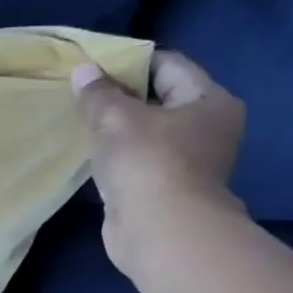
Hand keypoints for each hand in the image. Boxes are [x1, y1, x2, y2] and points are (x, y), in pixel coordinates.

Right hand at [70, 51, 247, 275]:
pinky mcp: (165, 188)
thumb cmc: (148, 162)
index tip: (94, 65)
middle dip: (121, 96)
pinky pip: (138, 160)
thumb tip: (83, 71)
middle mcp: (207, 128)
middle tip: (83, 92)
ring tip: (82, 121)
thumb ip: (98, 93)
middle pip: (159, 99)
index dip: (131, 61)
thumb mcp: (117, 118)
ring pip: (146, 132)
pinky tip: (91, 153)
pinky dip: (117, 155)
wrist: (160, 231)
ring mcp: (188, 161)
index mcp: (209, 101)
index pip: (168, 65)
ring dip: (117, 129)